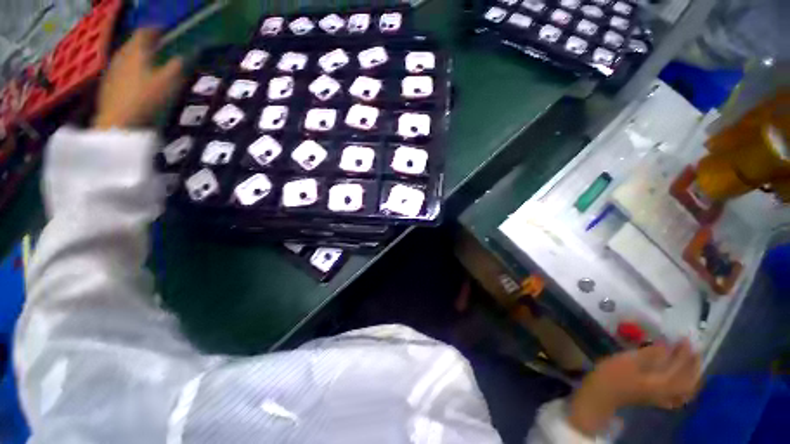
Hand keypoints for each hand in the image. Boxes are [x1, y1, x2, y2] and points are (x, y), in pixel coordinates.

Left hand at [93, 29, 182, 128]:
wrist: (118, 121)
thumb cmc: (145, 99)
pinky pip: (119, 69)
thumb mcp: (168, 83)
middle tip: (156, 46)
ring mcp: (112, 69)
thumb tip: (186, 55)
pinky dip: (128, 68)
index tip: (164, 31)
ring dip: (136, 55)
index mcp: (137, 52)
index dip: (155, 30)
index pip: (145, 32)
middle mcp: (122, 55)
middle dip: (144, 42)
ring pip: (125, 55)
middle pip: (133, 43)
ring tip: (146, 61)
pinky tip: (134, 77)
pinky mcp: (107, 83)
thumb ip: (177, 67)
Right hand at [569, 340, 701, 435]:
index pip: (680, 367)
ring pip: (686, 390)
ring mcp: (662, 399)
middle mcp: (667, 393)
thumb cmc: (613, 375)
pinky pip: (678, 397)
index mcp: (662, 383)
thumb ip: (650, 354)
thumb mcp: (629, 360)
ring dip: (692, 377)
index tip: (685, 339)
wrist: (601, 394)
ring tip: (691, 365)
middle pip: (689, 381)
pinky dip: (684, 390)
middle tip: (693, 351)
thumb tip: (667, 344)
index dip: (685, 352)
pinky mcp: (656, 400)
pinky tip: (680, 384)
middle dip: (693, 365)